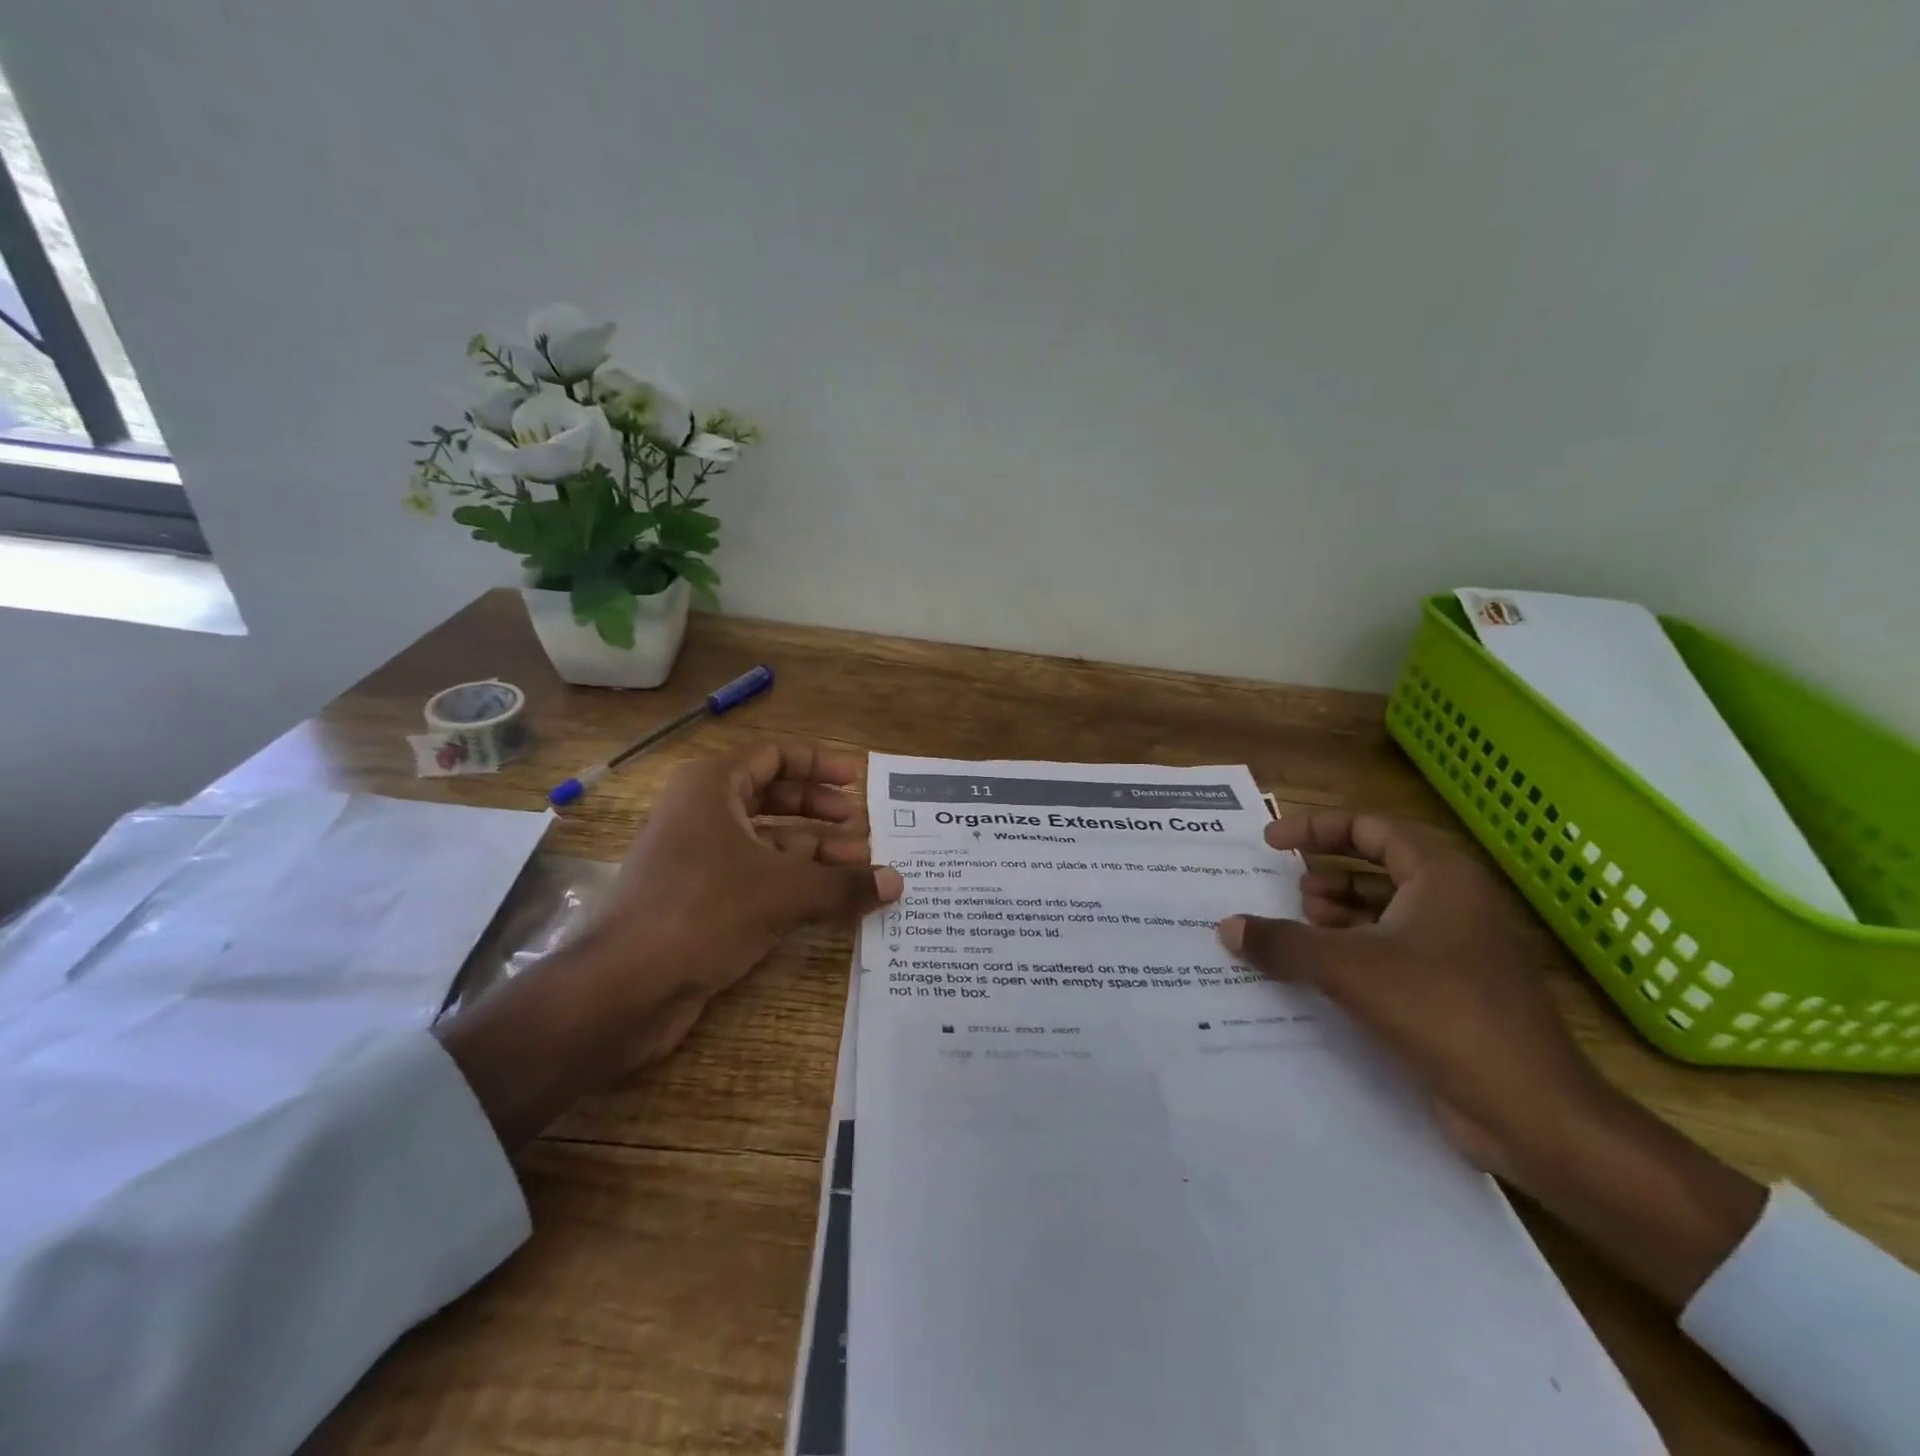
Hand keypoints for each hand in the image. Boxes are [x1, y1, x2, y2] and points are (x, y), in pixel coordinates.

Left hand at [439, 741, 900, 1148]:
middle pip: (772, 797)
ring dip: (813, 851)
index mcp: (712, 786)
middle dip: (820, 812)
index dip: (818, 764)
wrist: (624, 987)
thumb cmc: (704, 911)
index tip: (856, 782)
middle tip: (862, 828)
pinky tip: (830, 900)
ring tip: (859, 867)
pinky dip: (793, 882)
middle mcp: (703, 813)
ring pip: (766, 841)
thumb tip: (897, 882)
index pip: (774, 756)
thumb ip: (844, 883)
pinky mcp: (700, 898)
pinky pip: (756, 876)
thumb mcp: (784, 892)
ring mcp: (698, 857)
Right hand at [1219, 810, 1607, 1178]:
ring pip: (1388, 909)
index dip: (1316, 828)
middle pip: (1380, 865)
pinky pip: (1394, 950)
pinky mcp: (1456, 989)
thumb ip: (1283, 943)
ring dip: (1339, 912)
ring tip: (1296, 925)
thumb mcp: (1348, 970)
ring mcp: (1459, 948)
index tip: (1271, 842)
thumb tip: (1227, 927)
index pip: (1371, 827)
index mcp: (1442, 877)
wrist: (1533, 1111)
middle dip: (1327, 871)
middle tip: (1282, 884)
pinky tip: (1319, 971)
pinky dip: (1354, 949)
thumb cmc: (1443, 1013)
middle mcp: (1455, 902)